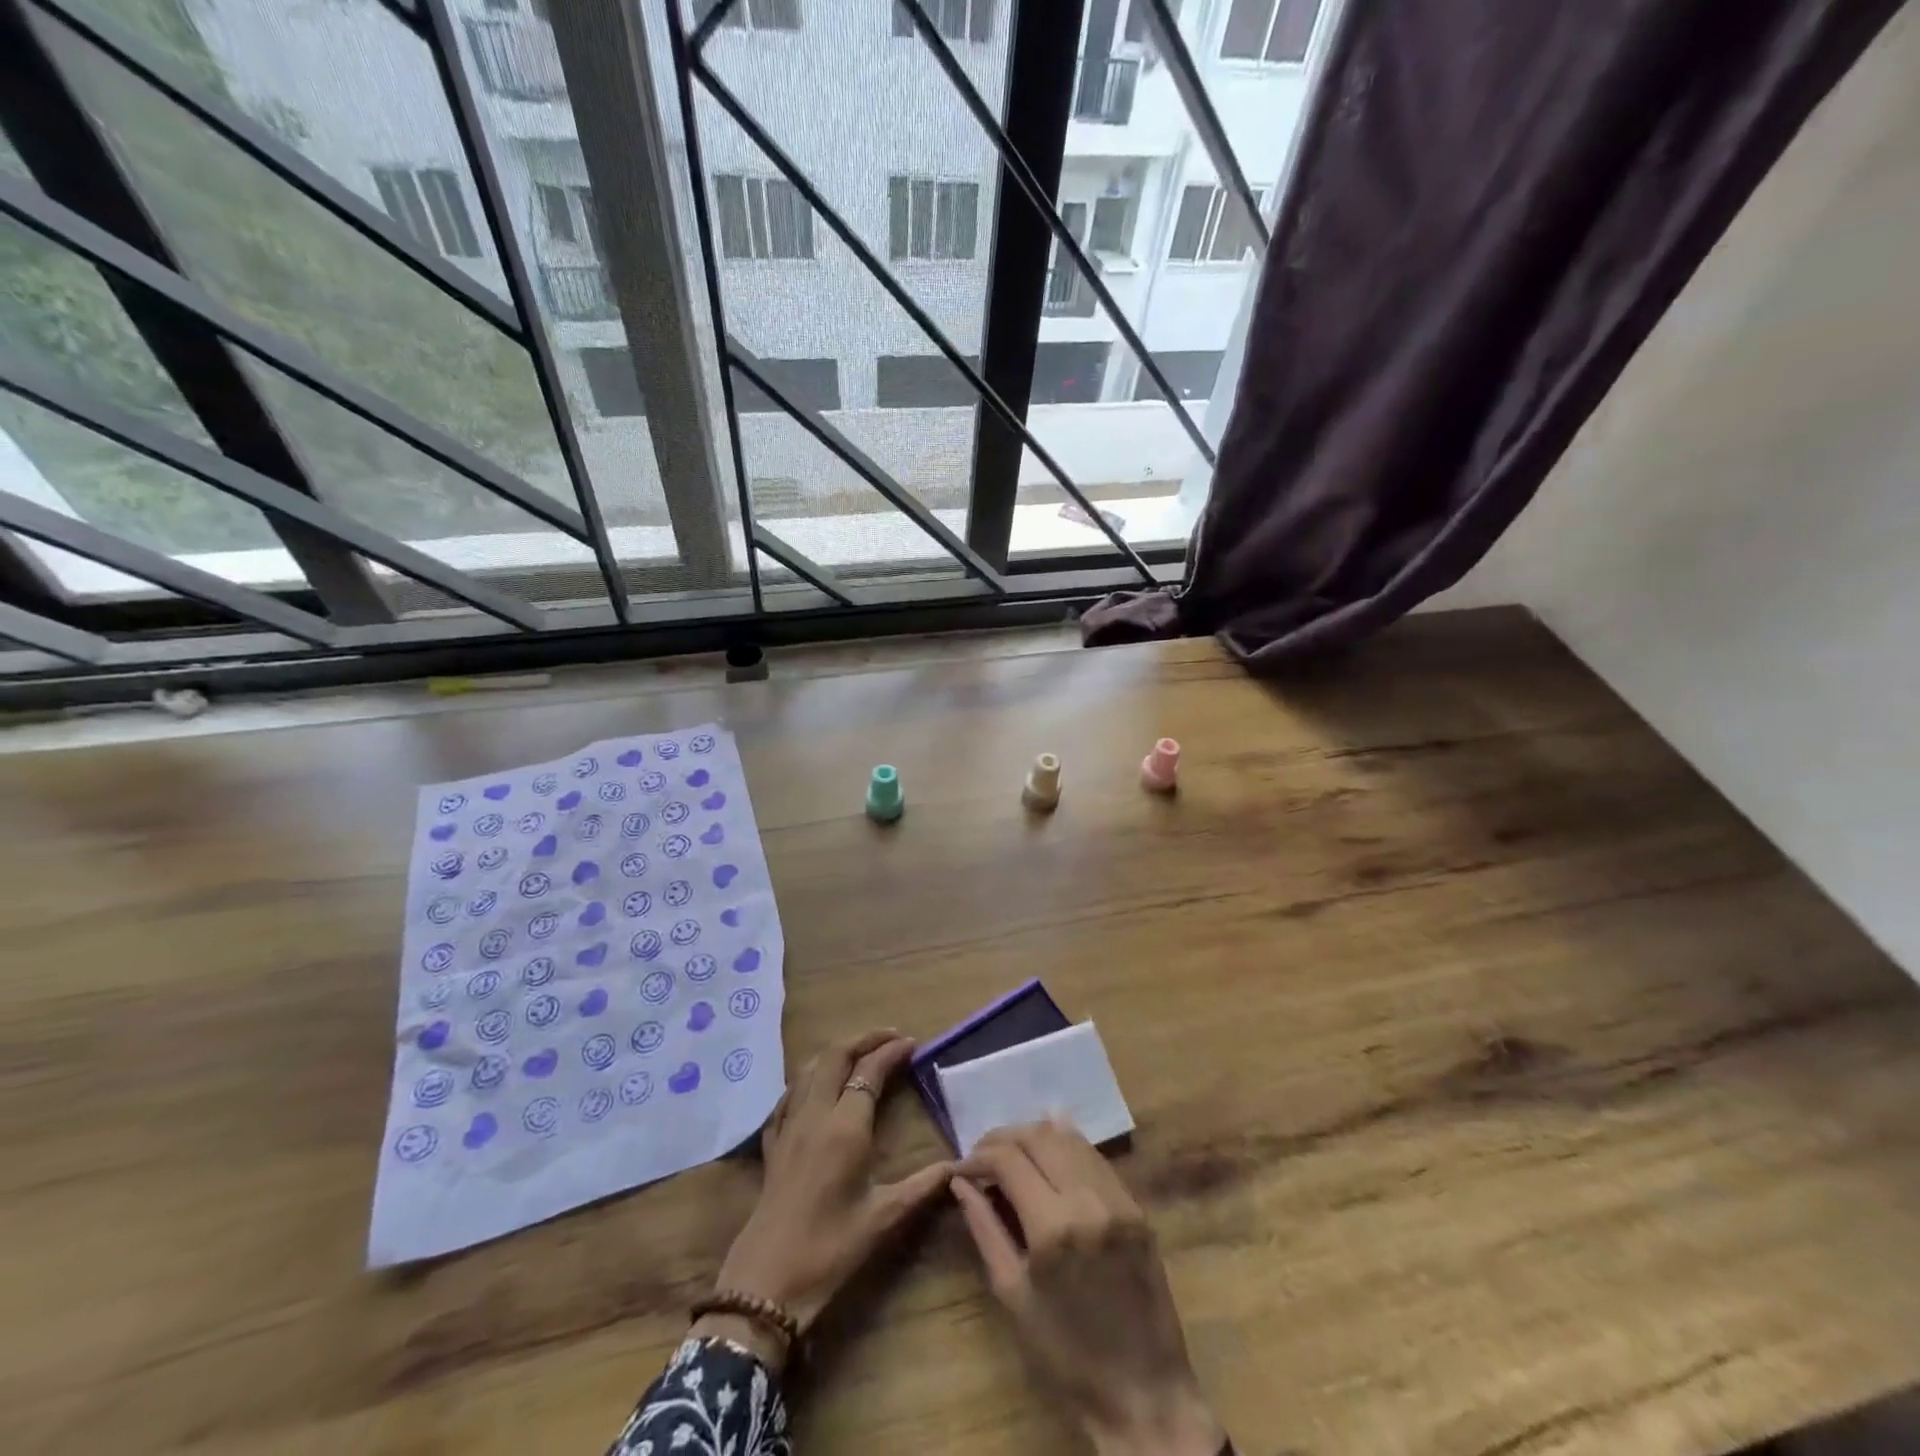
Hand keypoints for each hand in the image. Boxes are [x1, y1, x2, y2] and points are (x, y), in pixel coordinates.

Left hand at [698, 1030, 953, 1365]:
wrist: (767, 1283)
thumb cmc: (830, 1249)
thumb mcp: (884, 1219)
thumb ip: (923, 1186)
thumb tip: (959, 1166)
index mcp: (845, 1127)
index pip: (869, 1071)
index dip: (891, 1052)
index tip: (912, 1043)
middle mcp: (815, 1114)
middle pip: (835, 1056)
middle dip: (863, 1039)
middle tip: (889, 1037)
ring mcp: (788, 1126)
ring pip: (809, 1069)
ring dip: (836, 1053)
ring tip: (859, 1053)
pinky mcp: (772, 1143)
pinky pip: (789, 1095)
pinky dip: (808, 1078)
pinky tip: (817, 1087)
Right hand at [953, 1122, 1223, 1455]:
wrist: (1144, 1394)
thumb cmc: (1066, 1356)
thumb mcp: (1013, 1295)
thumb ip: (985, 1229)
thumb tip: (961, 1184)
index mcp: (1053, 1226)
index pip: (1008, 1159)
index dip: (978, 1156)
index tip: (961, 1168)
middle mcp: (1088, 1198)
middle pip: (1038, 1136)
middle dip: (1003, 1138)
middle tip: (981, 1156)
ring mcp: (1117, 1197)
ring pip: (1069, 1138)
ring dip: (1034, 1136)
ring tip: (1011, 1154)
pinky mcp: (1136, 1204)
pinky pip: (1094, 1157)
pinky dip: (1065, 1147)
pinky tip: (1047, 1158)